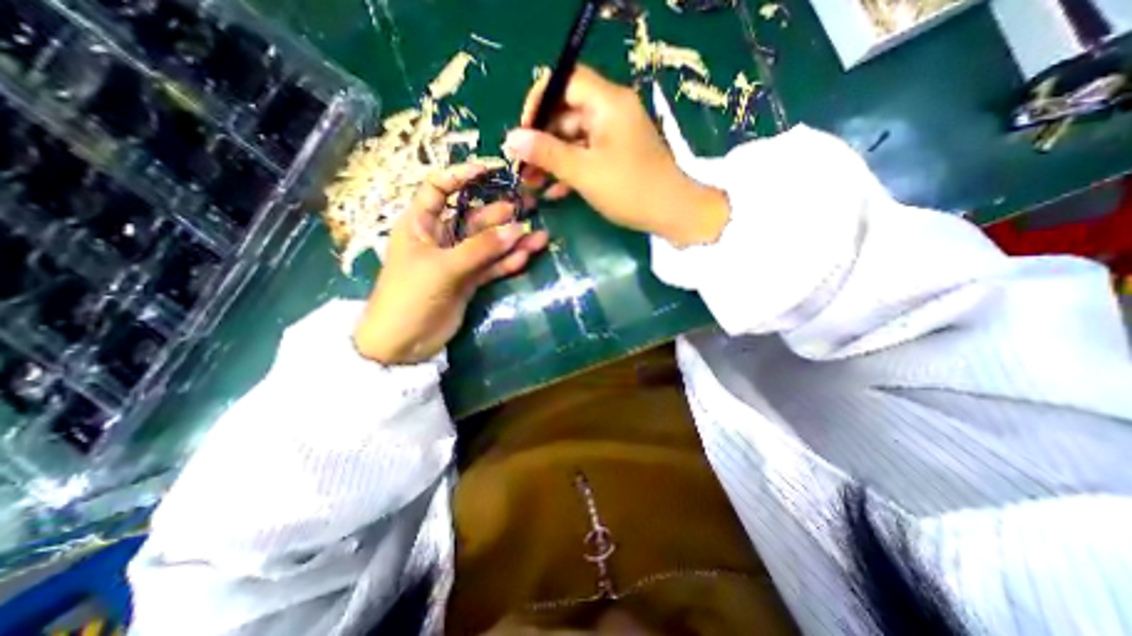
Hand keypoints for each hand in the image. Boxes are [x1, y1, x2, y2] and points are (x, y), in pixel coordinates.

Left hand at [352, 160, 549, 364]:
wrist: (403, 342)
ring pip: (489, 245)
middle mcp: (441, 238)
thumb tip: (517, 228)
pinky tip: (527, 257)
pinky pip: (492, 267)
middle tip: (531, 207)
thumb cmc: (410, 296)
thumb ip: (481, 248)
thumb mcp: (443, 267)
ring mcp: (458, 261)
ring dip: (512, 241)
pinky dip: (508, 262)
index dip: (461, 176)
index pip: (438, 188)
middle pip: (474, 218)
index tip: (490, 171)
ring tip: (540, 237)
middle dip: (501, 213)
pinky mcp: (469, 281)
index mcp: (420, 224)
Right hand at [501, 61, 728, 242]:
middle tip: (522, 167)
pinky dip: (570, 170)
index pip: (566, 81)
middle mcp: (612, 112)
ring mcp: (615, 136)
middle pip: (567, 113)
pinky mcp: (617, 156)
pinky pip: (587, 155)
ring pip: (574, 139)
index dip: (539, 102)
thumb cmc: (630, 189)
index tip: (522, 131)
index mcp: (608, 102)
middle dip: (542, 140)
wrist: (672, 214)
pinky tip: (553, 192)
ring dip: (552, 160)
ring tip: (531, 183)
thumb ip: (547, 154)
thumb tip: (510, 139)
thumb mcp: (584, 172)